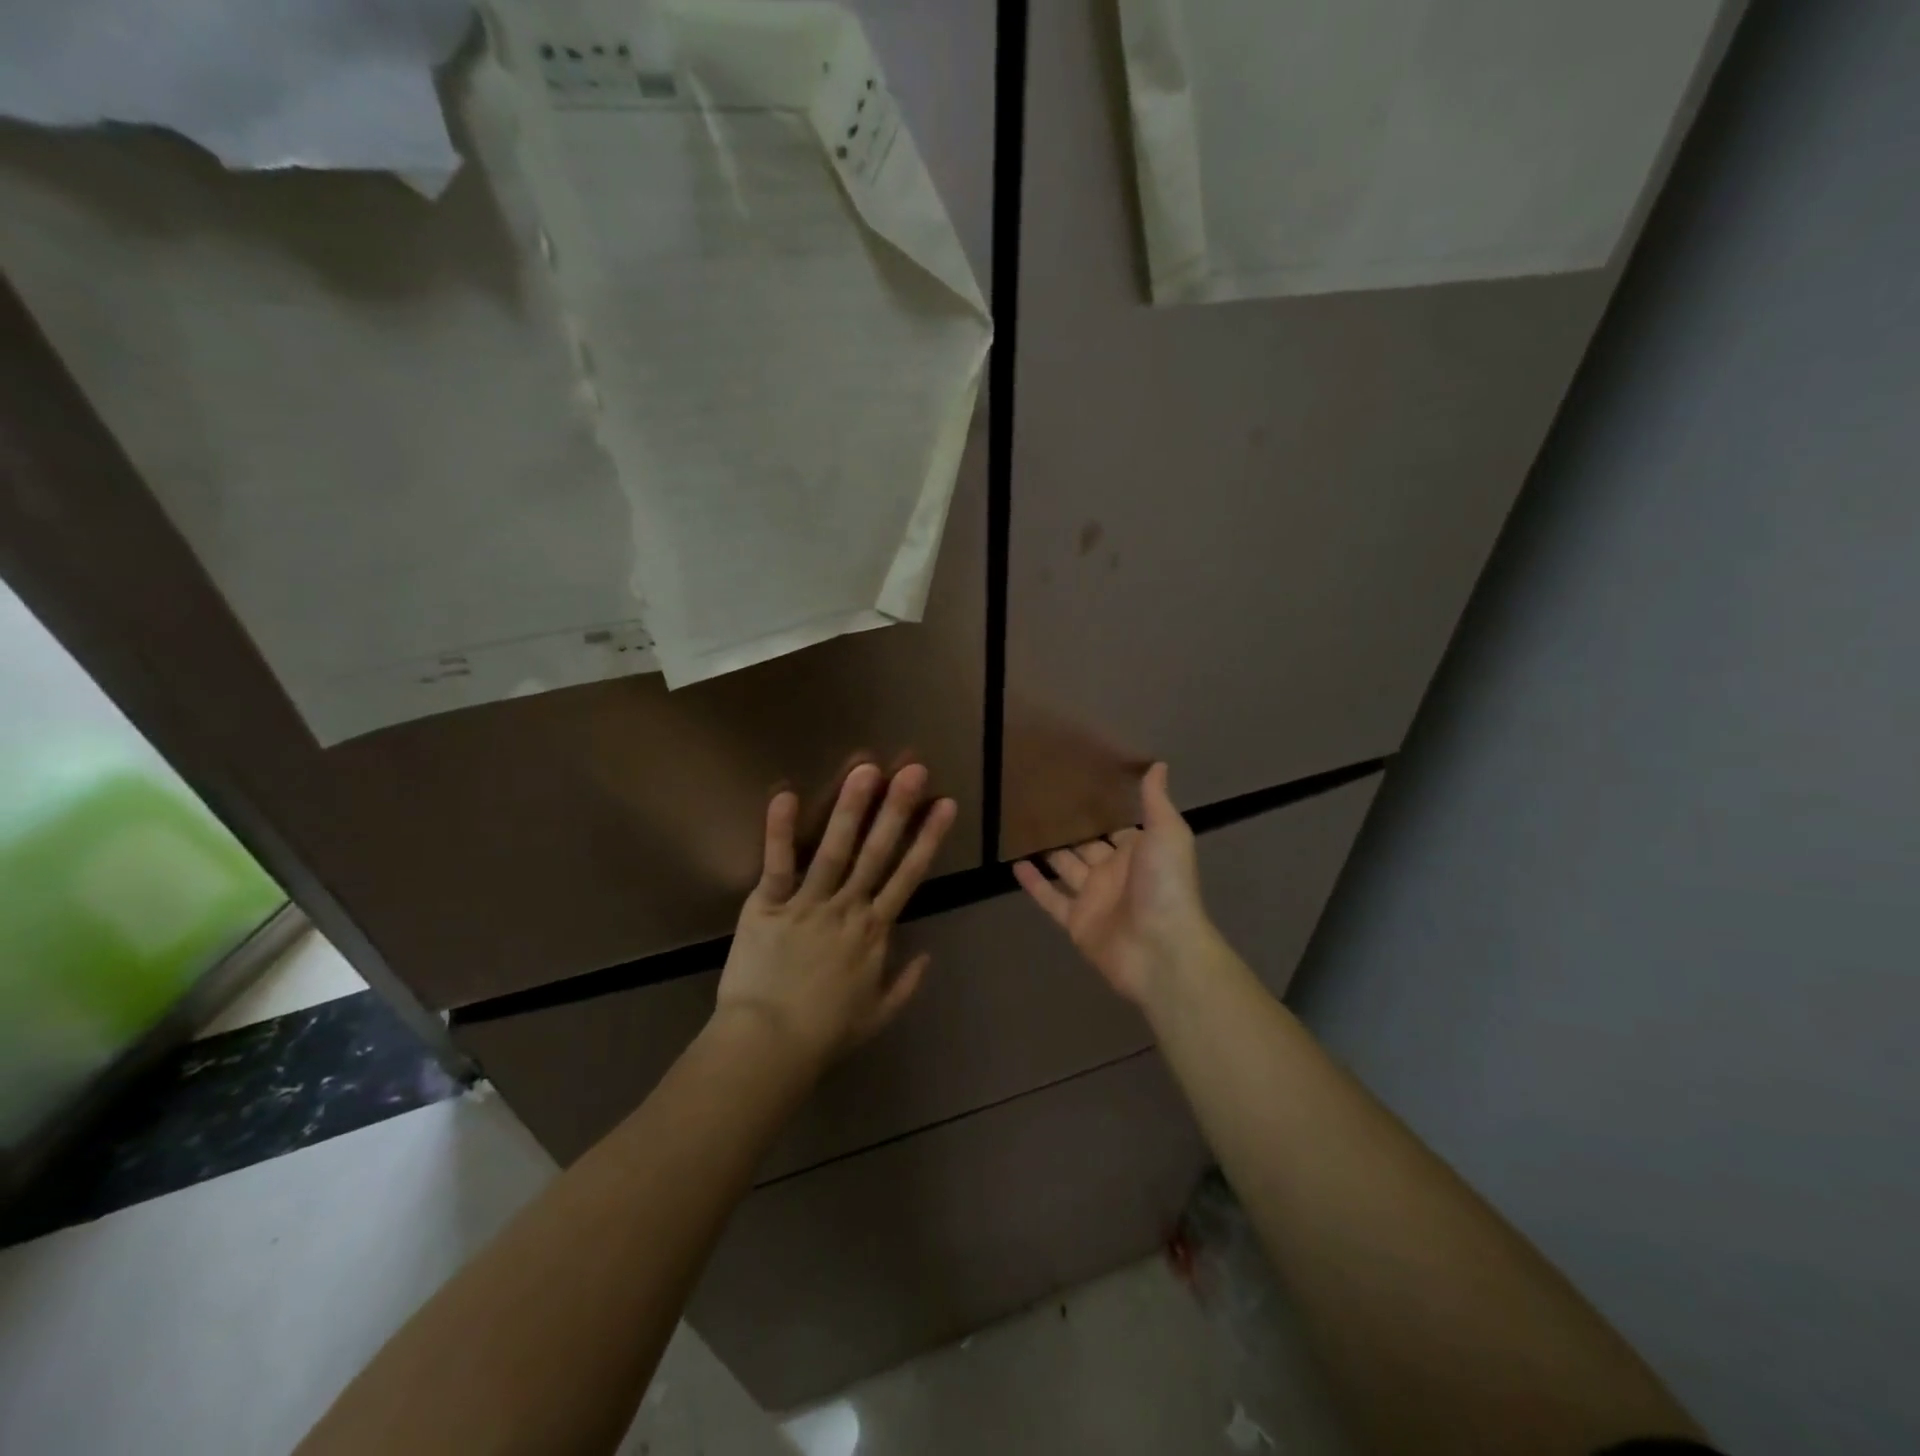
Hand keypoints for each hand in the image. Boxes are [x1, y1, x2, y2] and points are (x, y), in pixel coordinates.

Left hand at [714, 763, 956, 1070]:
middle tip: (914, 771)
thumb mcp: (877, 1015)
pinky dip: (780, 831)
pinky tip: (785, 795)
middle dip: (898, 810)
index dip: (928, 838)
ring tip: (866, 769)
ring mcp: (807, 905)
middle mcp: (847, 909)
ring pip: (834, 850)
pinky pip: (777, 865)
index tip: (945, 804)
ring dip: (851, 809)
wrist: (768, 1048)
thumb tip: (927, 956)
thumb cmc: (824, 1034)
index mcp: (873, 932)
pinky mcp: (767, 907)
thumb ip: (905, 984)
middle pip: (877, 853)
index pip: (908, 876)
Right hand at [1013, 763, 1216, 1007]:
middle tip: (1041, 802)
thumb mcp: (1167, 834)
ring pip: (1066, 870)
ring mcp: (1094, 898)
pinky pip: (1050, 898)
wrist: (1160, 949)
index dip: (1101, 809)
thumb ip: (1156, 801)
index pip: (1117, 826)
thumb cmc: (1165, 885)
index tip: (1078, 785)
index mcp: (1139, 851)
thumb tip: (1158, 764)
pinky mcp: (1076, 921)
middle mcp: (1115, 872)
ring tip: (1023, 828)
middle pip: (1088, 846)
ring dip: (1049, 852)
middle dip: (1071, 828)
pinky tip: (1015, 864)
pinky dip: (1034, 883)